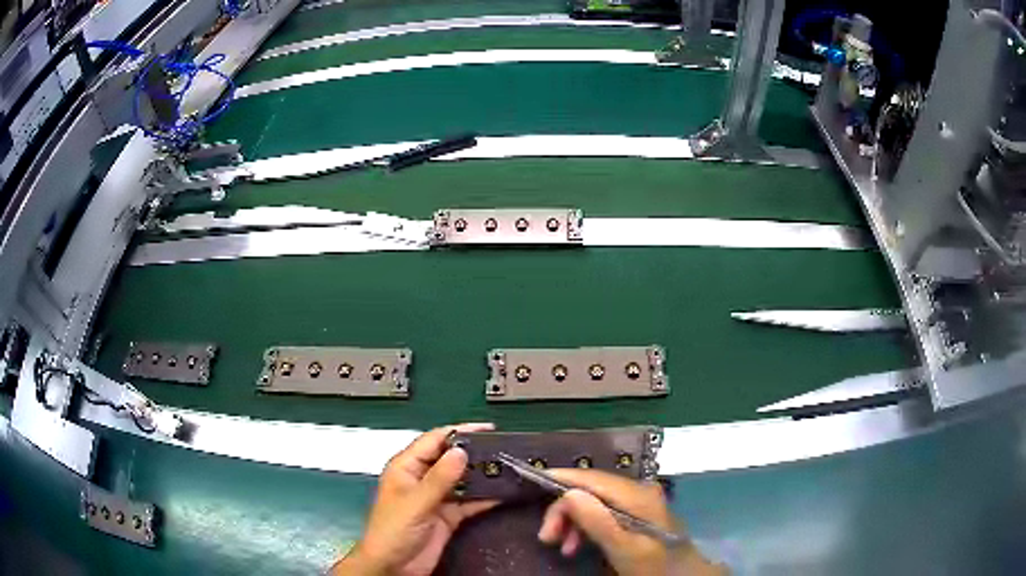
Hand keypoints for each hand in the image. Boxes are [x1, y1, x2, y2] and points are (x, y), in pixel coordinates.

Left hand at [332, 424, 497, 575]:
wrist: (394, 567)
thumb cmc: (393, 530)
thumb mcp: (415, 503)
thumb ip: (439, 479)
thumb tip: (462, 451)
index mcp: (407, 467)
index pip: (434, 440)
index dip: (459, 432)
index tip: (487, 428)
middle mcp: (422, 478)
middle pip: (450, 458)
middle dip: (474, 453)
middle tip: (504, 449)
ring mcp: (436, 498)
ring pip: (462, 480)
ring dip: (482, 476)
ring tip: (508, 468)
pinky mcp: (448, 516)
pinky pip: (469, 502)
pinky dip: (485, 498)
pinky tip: (503, 493)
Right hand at [538, 469, 724, 575]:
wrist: (682, 574)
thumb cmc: (654, 565)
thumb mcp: (623, 549)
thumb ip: (598, 521)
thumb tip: (569, 493)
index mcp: (637, 496)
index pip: (593, 478)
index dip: (564, 477)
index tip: (535, 478)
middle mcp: (638, 490)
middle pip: (591, 490)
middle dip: (565, 511)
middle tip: (547, 537)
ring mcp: (639, 500)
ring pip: (595, 502)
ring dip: (574, 522)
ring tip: (562, 547)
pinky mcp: (637, 512)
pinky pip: (604, 512)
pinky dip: (587, 526)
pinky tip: (578, 545)